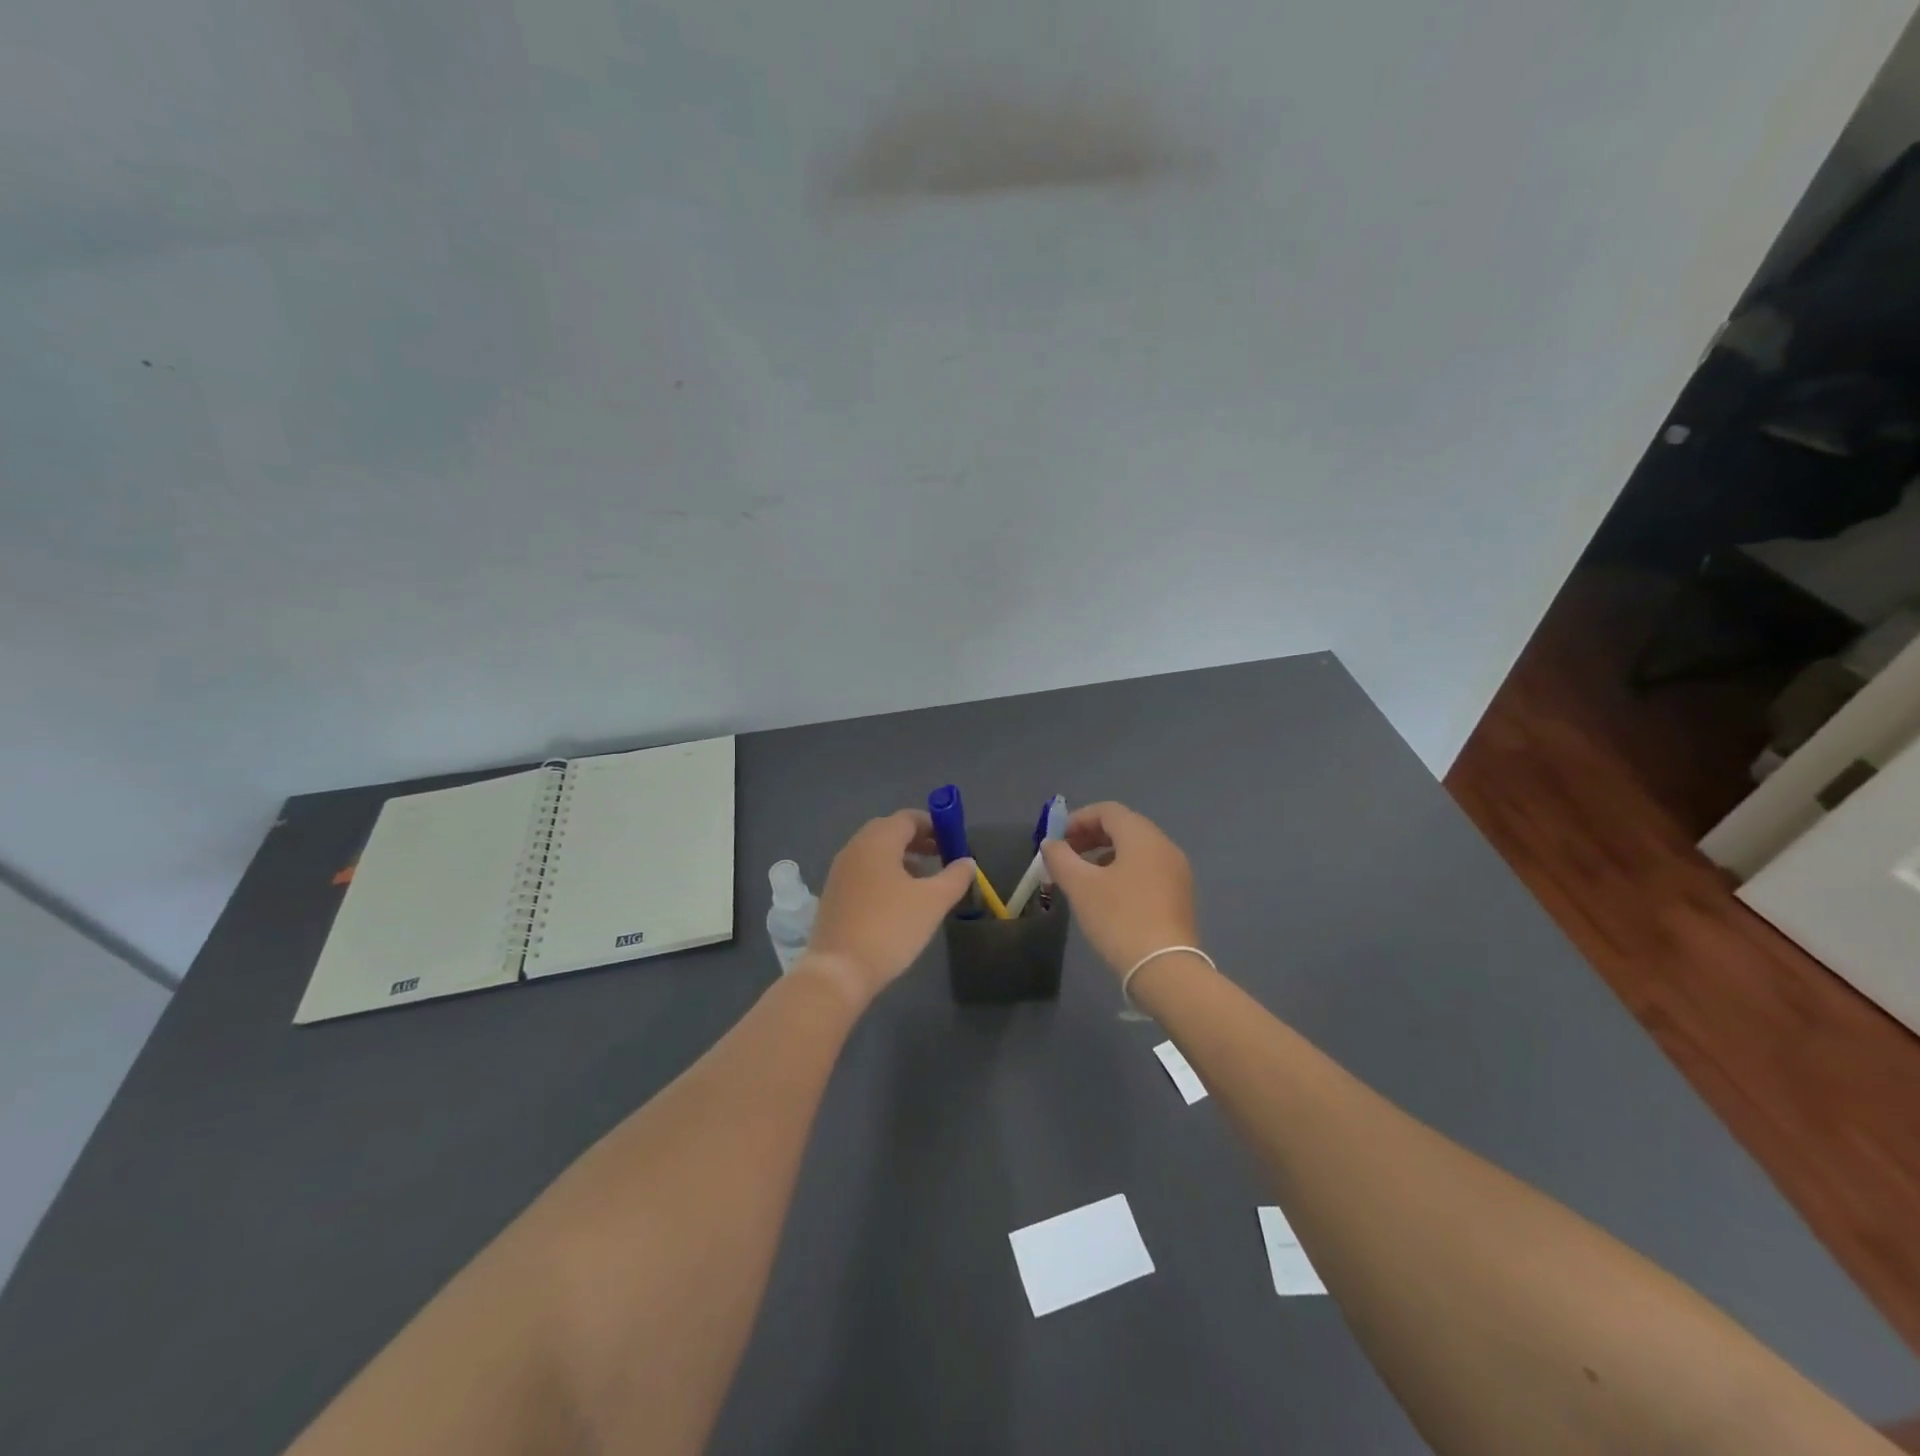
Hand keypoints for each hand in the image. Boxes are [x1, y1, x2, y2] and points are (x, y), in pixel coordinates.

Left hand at [800, 810, 974, 1008]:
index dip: (933, 824)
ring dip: (901, 856)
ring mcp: (840, 871)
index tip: (952, 840)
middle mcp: (855, 848)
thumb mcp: (933, 902)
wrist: (839, 971)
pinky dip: (884, 872)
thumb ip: (955, 877)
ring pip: (875, 851)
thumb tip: (967, 861)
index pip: (907, 818)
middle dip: (917, 839)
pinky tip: (898, 898)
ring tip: (924, 878)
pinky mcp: (833, 893)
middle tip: (940, 855)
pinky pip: (863, 870)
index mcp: (877, 841)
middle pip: (889, 830)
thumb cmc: (891, 928)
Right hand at [1041, 802, 1198, 976]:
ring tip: (1082, 877)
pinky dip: (1123, 870)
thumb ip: (1061, 858)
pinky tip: (1107, 895)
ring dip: (1105, 854)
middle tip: (1065, 856)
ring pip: (1136, 850)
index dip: (1078, 819)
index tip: (1057, 840)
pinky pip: (1147, 869)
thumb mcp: (1081, 887)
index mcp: (1143, 837)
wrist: (1165, 969)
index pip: (1108, 811)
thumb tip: (1051, 844)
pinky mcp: (1179, 896)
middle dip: (1090, 836)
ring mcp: (1176, 872)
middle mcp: (1164, 846)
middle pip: (1124, 827)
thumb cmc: (1119, 919)